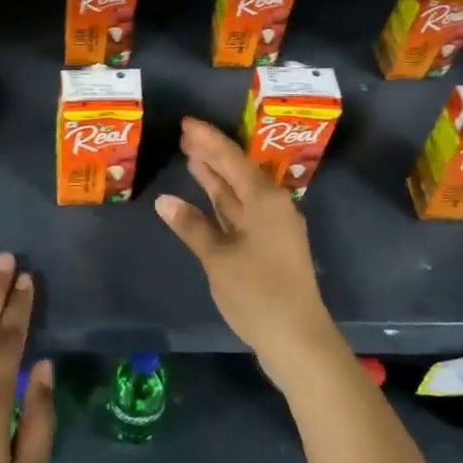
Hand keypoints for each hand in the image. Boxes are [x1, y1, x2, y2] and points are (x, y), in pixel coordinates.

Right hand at [155, 118, 343, 390]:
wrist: (297, 339)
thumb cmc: (258, 292)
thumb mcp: (219, 258)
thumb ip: (192, 226)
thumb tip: (164, 202)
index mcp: (264, 199)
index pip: (231, 159)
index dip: (208, 139)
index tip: (186, 122)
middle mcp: (272, 206)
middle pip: (236, 172)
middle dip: (211, 154)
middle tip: (183, 136)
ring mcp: (272, 227)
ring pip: (239, 193)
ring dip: (215, 177)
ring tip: (191, 158)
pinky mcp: (269, 246)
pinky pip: (241, 212)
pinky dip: (221, 203)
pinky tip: (204, 199)